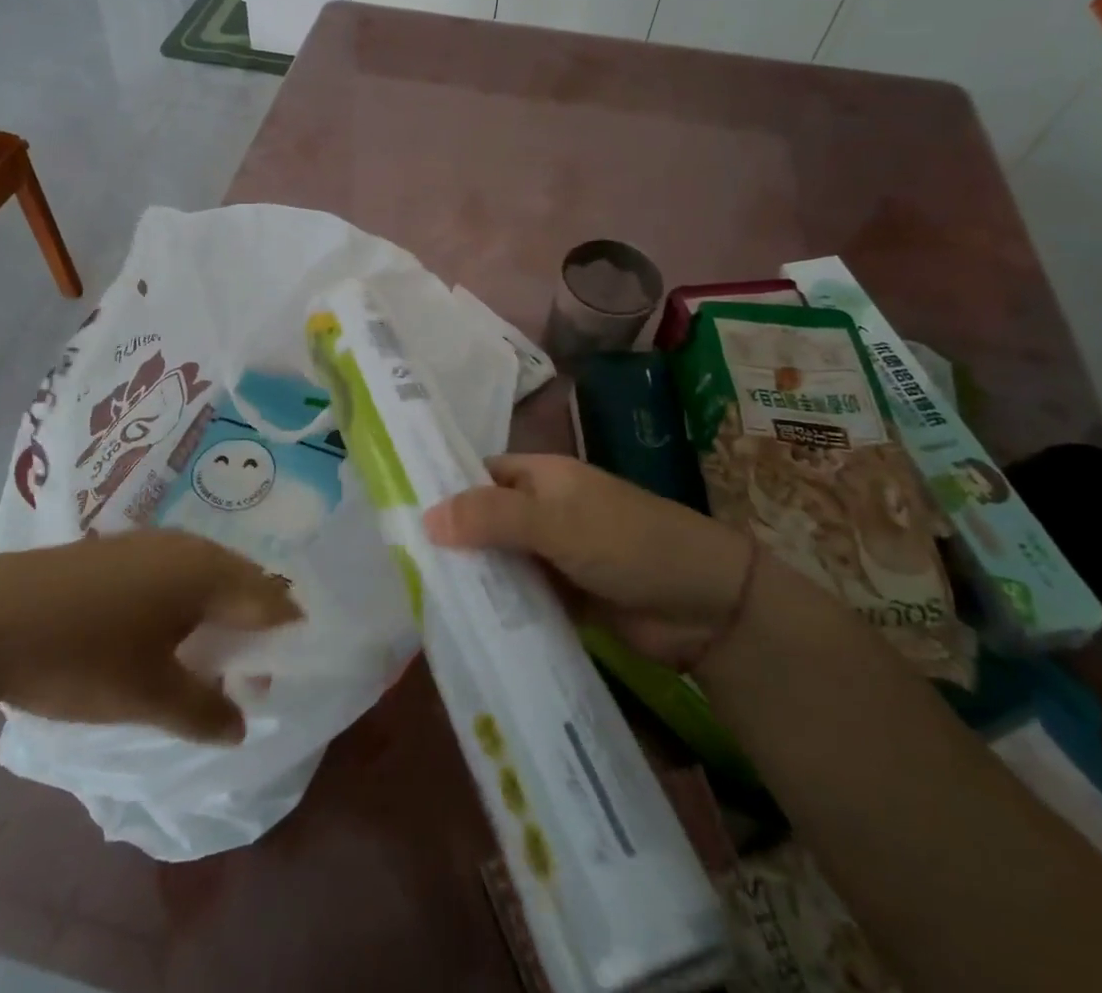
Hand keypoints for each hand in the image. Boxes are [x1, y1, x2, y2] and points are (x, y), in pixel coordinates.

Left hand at [0, 531, 301, 743]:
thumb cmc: (81, 656)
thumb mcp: (147, 695)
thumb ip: (203, 711)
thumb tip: (240, 724)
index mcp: (206, 572)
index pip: (268, 598)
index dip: (286, 631)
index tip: (291, 666)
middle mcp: (186, 546)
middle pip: (240, 578)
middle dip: (254, 618)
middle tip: (255, 664)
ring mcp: (148, 542)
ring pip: (204, 571)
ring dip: (217, 606)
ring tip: (213, 649)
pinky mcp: (116, 549)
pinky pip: (172, 569)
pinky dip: (184, 597)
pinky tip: (163, 627)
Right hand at [423, 454, 752, 668]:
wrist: (705, 607)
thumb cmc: (628, 542)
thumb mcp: (556, 522)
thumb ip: (492, 517)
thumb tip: (425, 516)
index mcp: (540, 476)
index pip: (478, 475)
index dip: (442, 489)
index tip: (396, 515)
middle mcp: (542, 510)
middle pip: (484, 520)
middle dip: (450, 541)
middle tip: (399, 569)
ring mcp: (553, 555)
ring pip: (499, 561)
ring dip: (472, 578)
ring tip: (418, 602)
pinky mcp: (564, 597)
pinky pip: (520, 596)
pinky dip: (498, 608)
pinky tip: (462, 628)